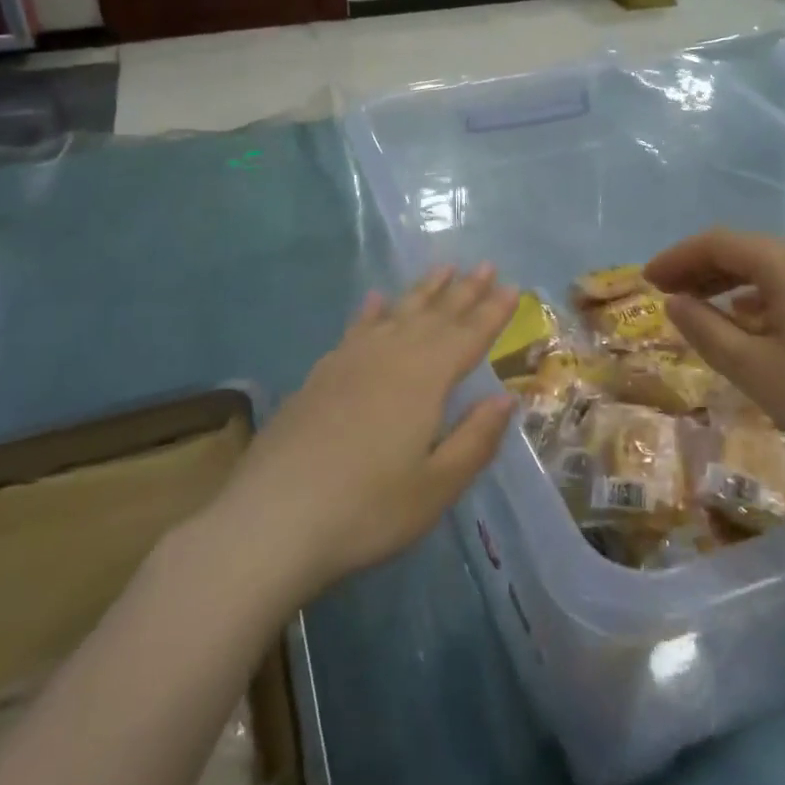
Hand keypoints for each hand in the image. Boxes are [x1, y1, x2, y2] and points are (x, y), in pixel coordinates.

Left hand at [217, 265, 518, 600]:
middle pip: (436, 316)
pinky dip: (371, 311)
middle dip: (465, 291)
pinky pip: (356, 329)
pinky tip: (376, 300)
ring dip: (424, 290)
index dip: (492, 313)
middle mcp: (391, 356)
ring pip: (397, 313)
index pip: (468, 336)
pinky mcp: (321, 374)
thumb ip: (475, 439)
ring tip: (444, 268)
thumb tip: (506, 398)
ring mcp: (351, 361)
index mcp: (425, 379)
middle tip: (487, 266)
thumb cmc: (366, 510)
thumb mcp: (435, 487)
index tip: (512, 288)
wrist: (271, 519)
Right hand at [644, 230, 784, 475]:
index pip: (717, 243)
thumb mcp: (752, 367)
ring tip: (700, 308)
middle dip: (700, 269)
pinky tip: (749, 323)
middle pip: (744, 250)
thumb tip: (675, 302)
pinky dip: (760, 296)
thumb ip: (705, 329)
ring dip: (730, 282)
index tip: (647, 280)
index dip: (677, 257)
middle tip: (667, 294)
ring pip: (770, 267)